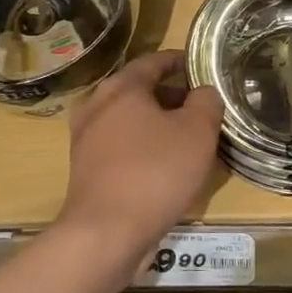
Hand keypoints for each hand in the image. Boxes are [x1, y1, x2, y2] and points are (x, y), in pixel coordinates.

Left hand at [58, 50, 223, 249]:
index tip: (198, 65)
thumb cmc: (156, 172)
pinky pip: (120, 147)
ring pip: (128, 121)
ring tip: (186, 137)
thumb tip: (203, 92)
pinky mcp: (86, 170)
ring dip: (155, 123)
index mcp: (121, 88)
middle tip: (199, 106)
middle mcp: (97, 107)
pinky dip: (141, 147)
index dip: (178, 61)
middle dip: (169, 95)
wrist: (107, 231)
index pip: (153, 61)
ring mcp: (86, 140)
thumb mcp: (197, 131)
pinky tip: (163, 165)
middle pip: (137, 90)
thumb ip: (206, 102)